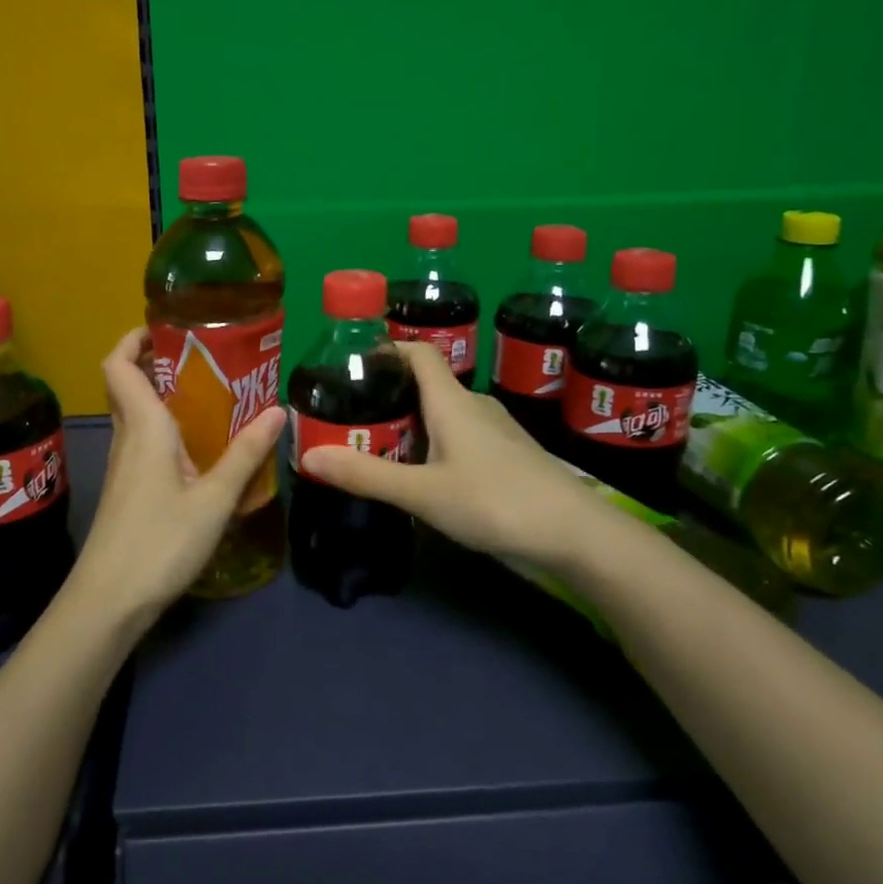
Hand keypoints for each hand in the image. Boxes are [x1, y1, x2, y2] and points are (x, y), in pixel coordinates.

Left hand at [70, 328, 284, 620]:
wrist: (109, 601)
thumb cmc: (160, 542)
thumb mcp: (214, 498)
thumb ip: (246, 454)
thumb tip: (278, 410)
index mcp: (143, 426)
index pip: (118, 365)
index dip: (134, 338)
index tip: (168, 327)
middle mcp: (128, 437)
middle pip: (128, 384)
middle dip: (160, 362)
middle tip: (207, 358)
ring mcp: (126, 465)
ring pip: (138, 414)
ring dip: (167, 396)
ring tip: (216, 395)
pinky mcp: (130, 489)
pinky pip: (146, 441)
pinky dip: (169, 429)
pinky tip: (203, 447)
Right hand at [301, 341, 603, 570]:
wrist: (575, 534)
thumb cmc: (495, 502)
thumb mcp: (422, 493)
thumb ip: (366, 475)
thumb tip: (307, 457)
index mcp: (452, 401)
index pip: (418, 353)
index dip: (386, 349)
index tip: (353, 365)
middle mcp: (474, 405)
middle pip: (425, 385)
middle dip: (387, 397)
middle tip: (351, 421)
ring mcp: (495, 430)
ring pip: (443, 415)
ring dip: (410, 426)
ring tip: (379, 449)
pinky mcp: (508, 455)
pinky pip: (461, 436)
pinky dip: (434, 445)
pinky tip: (423, 475)